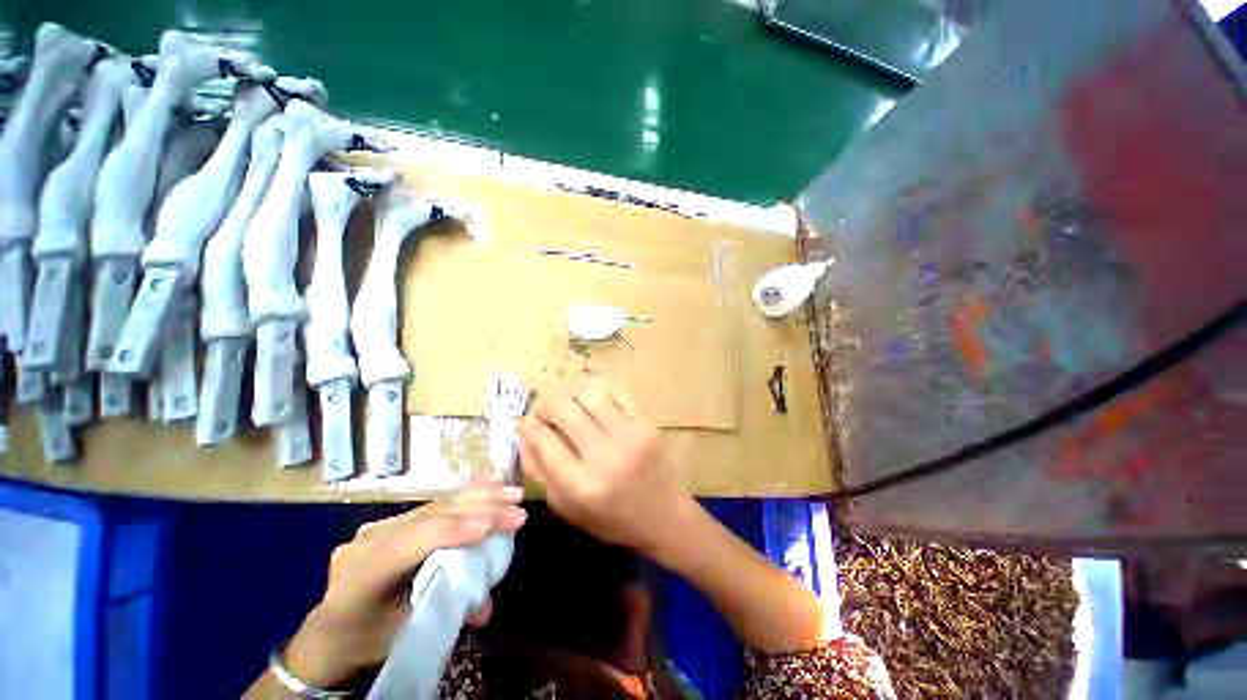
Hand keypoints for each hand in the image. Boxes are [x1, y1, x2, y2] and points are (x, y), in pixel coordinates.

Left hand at [283, 482, 526, 687]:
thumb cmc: (367, 640)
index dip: (453, 530)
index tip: (493, 524)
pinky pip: (437, 503)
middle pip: (431, 514)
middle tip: (518, 508)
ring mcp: (382, 524)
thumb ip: (445, 611)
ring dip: (479, 495)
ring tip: (513, 492)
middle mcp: (370, 539)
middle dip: (479, 507)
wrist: (332, 632)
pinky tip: (491, 484)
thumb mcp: (403, 636)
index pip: (410, 542)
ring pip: (437, 503)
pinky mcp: (397, 520)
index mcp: (360, 574)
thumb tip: (487, 605)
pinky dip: (468, 495)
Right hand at [519, 379, 692, 555]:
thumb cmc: (613, 520)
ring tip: (574, 410)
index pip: (543, 439)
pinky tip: (597, 406)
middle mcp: (604, 455)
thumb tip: (524, 434)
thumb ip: (541, 473)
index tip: (528, 425)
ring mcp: (629, 435)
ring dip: (573, 397)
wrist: (665, 516)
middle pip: (563, 407)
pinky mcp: (647, 423)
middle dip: (548, 407)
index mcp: (581, 485)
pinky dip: (599, 393)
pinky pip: (616, 391)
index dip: (529, 427)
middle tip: (550, 416)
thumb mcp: (569, 510)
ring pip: (589, 393)